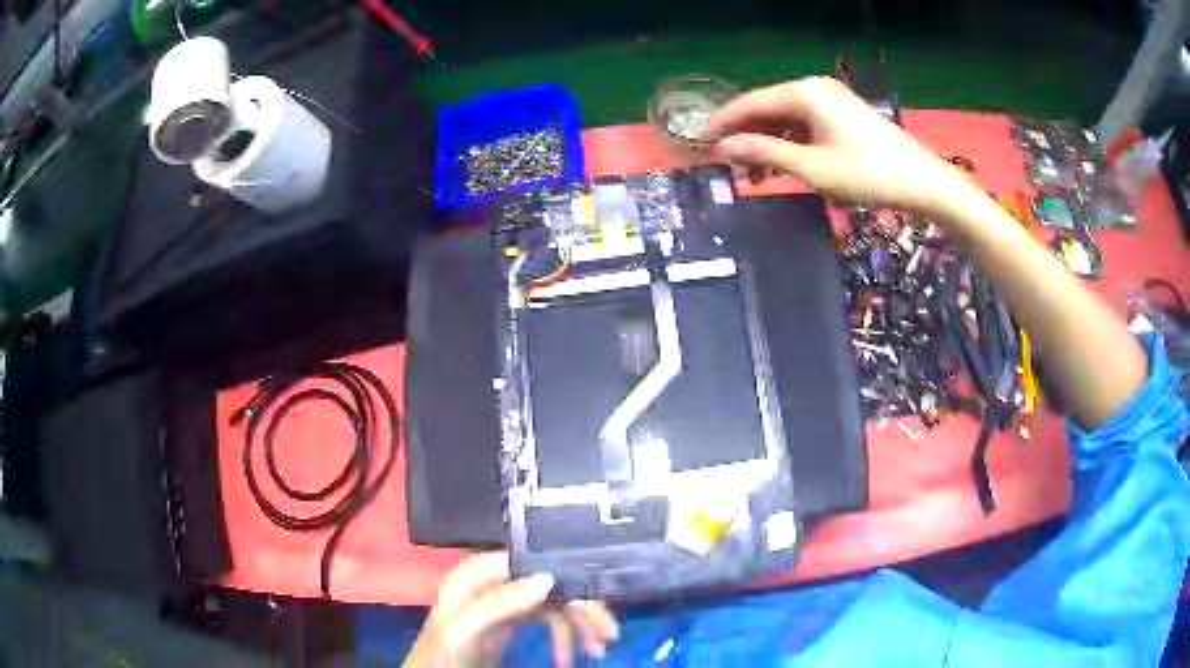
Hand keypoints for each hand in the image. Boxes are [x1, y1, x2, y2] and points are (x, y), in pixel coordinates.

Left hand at [403, 552, 619, 667]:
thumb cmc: (441, 653)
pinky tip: (568, 656)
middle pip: (550, 584)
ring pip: (554, 604)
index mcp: (478, 573)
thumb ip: (498, 602)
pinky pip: (547, 621)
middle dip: (581, 610)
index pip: (533, 563)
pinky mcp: (511, 622)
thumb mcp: (463, 628)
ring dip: (578, 627)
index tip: (596, 603)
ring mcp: (504, 602)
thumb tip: (548, 577)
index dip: (567, 578)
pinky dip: (563, 637)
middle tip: (609, 635)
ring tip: (598, 651)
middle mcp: (495, 581)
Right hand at [706, 76, 973, 214]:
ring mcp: (831, 102)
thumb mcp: (812, 167)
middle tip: (722, 164)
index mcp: (804, 93)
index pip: (750, 103)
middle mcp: (814, 89)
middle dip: (744, 136)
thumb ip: (765, 153)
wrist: (923, 182)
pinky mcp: (844, 117)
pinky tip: (781, 167)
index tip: (698, 143)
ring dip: (767, 144)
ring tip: (751, 175)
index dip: (722, 123)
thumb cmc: (867, 174)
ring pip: (786, 119)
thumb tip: (724, 147)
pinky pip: (805, 126)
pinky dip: (789, 145)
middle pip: (767, 108)